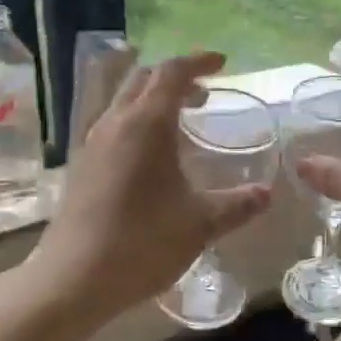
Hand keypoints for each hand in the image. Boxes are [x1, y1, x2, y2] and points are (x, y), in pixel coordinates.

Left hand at [27, 52, 271, 321]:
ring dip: (155, 99)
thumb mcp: (200, 224)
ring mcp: (92, 143)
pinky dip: (138, 121)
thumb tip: (266, 194)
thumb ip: (237, 205)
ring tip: (183, 120)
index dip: (198, 61)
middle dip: (176, 77)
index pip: (172, 72)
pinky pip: (113, 124)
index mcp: (146, 124)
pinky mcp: (82, 165)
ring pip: (124, 100)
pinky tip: (153, 155)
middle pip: (144, 78)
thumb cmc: (142, 243)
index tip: (222, 64)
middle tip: (205, 93)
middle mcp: (115, 123)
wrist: (73, 279)